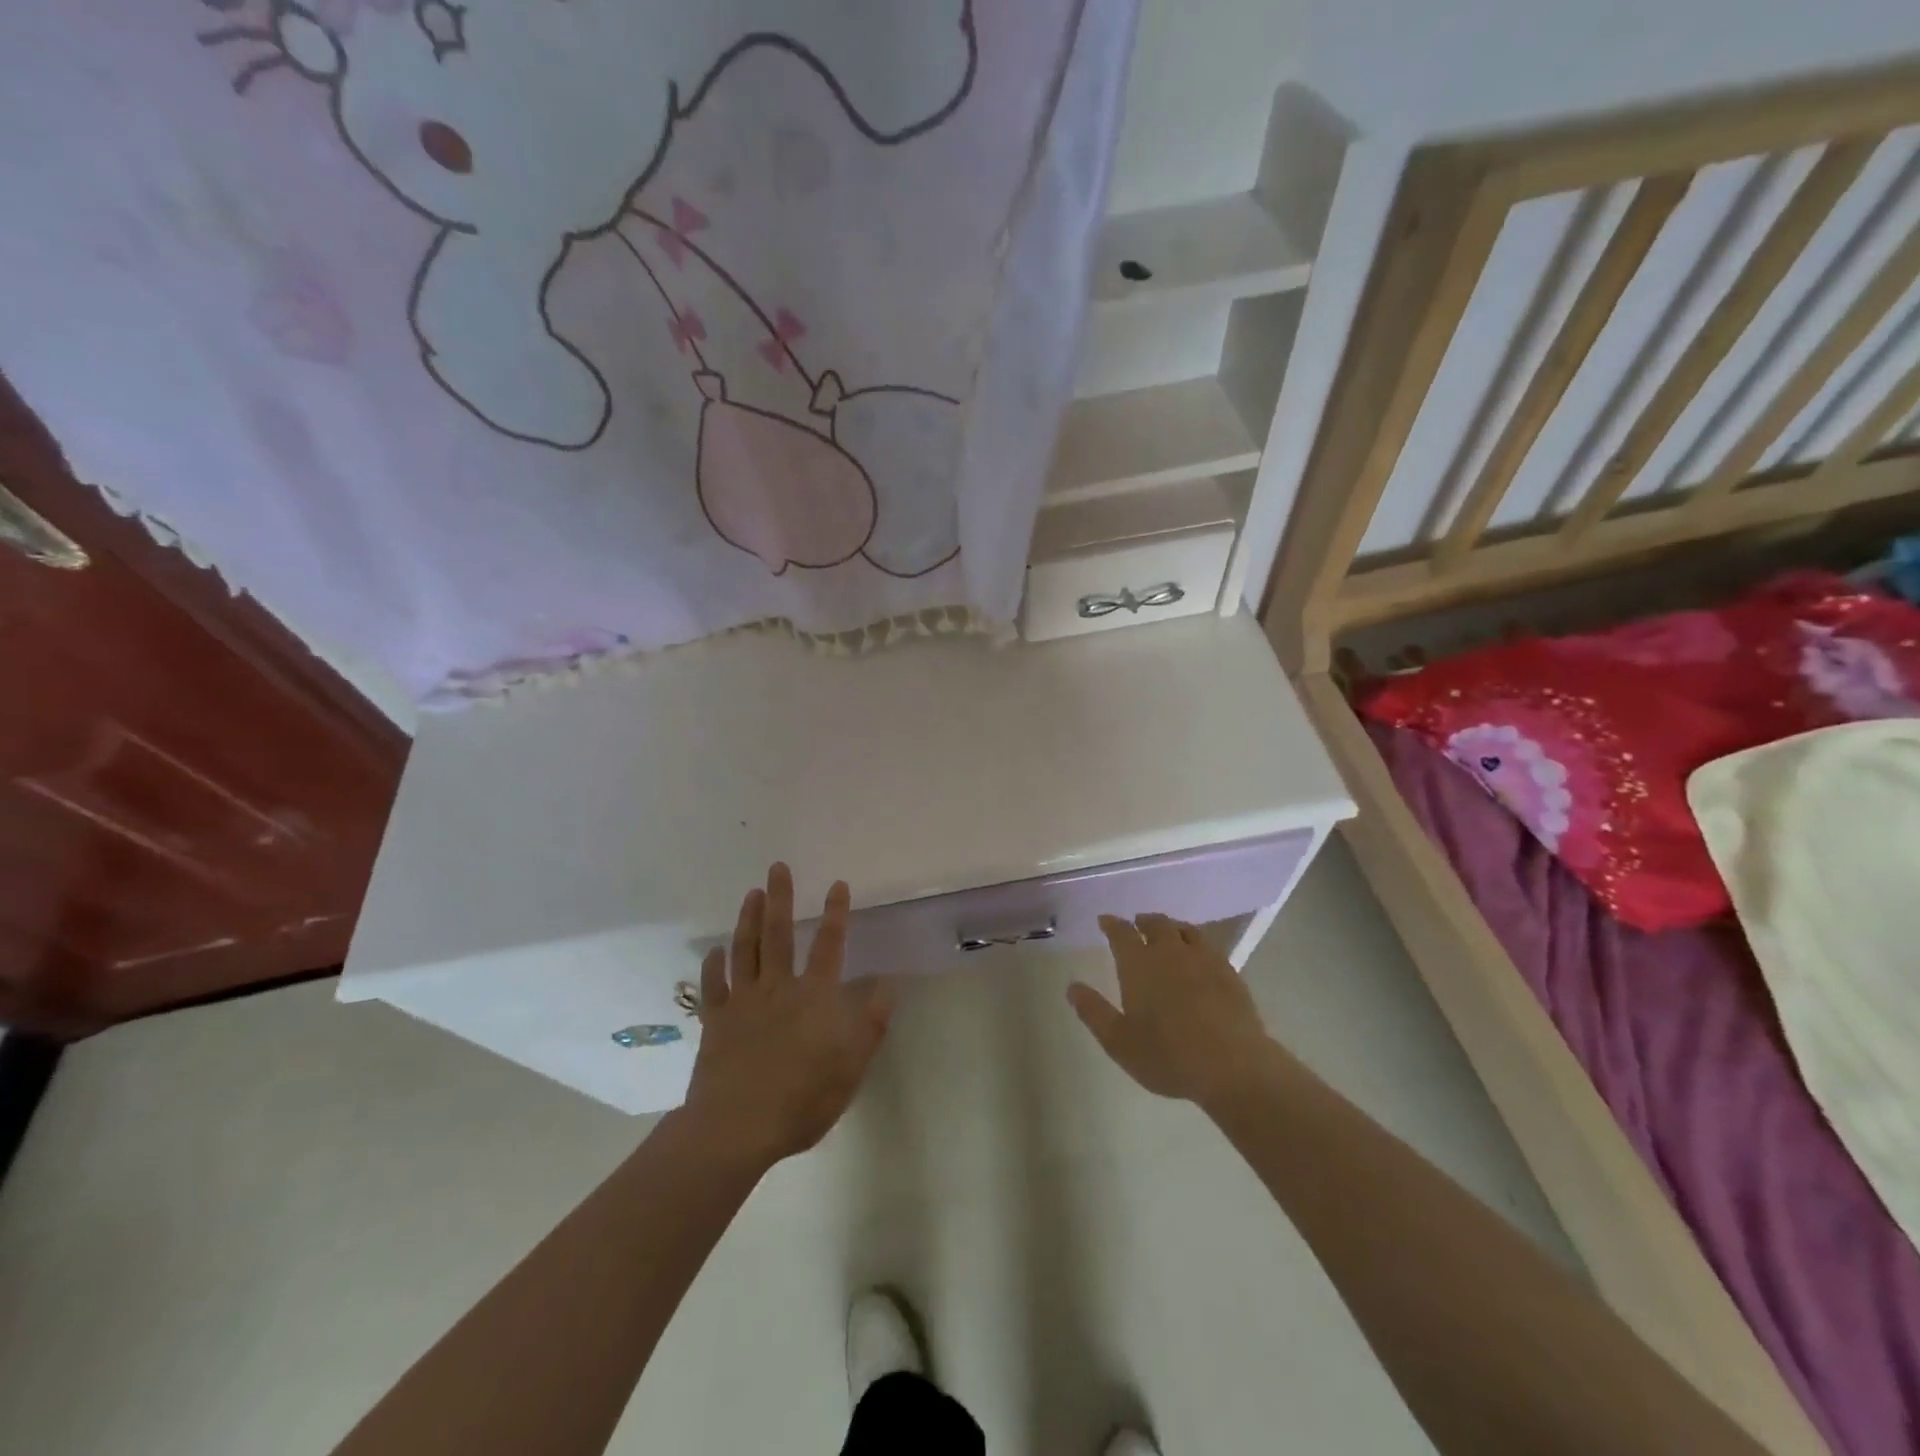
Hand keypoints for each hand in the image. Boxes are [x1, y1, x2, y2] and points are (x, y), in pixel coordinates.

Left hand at [684, 864, 893, 1171]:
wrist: (736, 1127)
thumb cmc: (802, 1099)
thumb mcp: (851, 1067)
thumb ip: (871, 1024)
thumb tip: (888, 985)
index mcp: (814, 997)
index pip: (829, 946)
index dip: (836, 914)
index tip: (838, 884)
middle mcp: (778, 989)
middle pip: (778, 935)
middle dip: (780, 898)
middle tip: (777, 868)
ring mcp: (743, 1002)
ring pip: (745, 950)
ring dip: (747, 919)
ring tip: (751, 893)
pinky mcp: (715, 1021)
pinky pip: (713, 986)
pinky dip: (713, 965)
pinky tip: (714, 951)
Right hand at [1068, 914, 1284, 1112]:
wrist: (1233, 1066)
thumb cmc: (1168, 1056)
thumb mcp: (1119, 1042)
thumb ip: (1094, 1012)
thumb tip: (1072, 987)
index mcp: (1139, 965)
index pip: (1121, 933)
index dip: (1111, 924)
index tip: (1105, 920)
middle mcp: (1170, 953)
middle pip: (1155, 924)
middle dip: (1142, 921)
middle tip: (1136, 924)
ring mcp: (1203, 959)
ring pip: (1184, 930)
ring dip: (1170, 926)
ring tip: (1166, 931)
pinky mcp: (1228, 972)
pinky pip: (1208, 944)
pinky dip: (1196, 941)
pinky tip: (1198, 953)